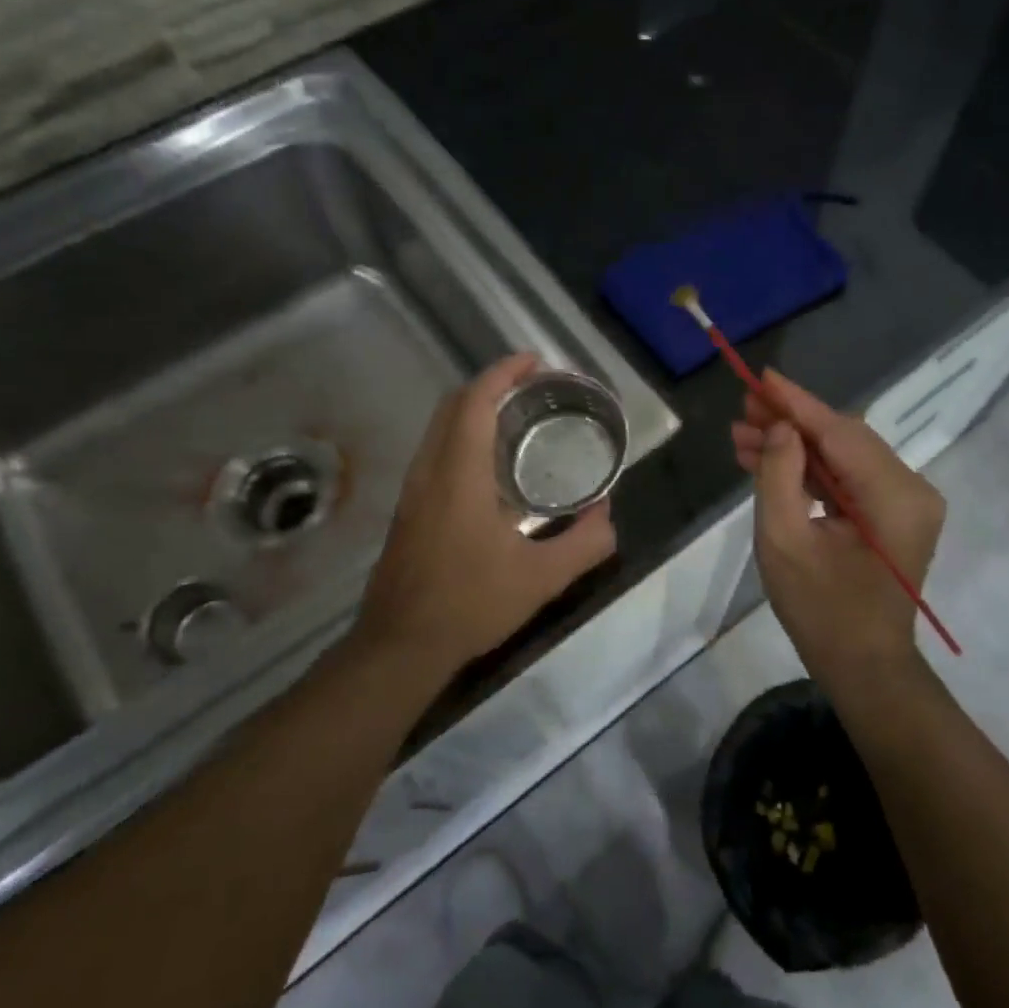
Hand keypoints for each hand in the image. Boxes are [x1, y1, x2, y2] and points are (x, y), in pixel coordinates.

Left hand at [354, 354, 616, 679]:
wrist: (400, 646)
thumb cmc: (470, 605)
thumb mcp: (541, 579)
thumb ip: (584, 543)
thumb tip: (608, 515)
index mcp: (458, 476)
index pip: (474, 402)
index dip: (503, 373)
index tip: (534, 361)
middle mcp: (429, 472)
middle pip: (452, 405)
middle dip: (490, 385)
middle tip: (532, 387)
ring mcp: (413, 491)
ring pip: (439, 429)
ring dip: (474, 411)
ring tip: (517, 420)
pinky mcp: (408, 510)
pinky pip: (436, 452)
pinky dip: (463, 437)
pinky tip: (492, 469)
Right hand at [731, 370, 944, 676]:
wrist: (863, 667)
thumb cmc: (821, 611)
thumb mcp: (784, 542)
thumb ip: (779, 477)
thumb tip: (782, 428)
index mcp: (895, 496)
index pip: (840, 432)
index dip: (797, 403)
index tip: (760, 377)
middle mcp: (911, 489)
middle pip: (844, 438)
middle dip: (791, 423)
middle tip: (742, 412)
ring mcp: (905, 502)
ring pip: (843, 456)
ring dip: (795, 447)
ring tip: (743, 438)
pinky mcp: (893, 515)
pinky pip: (847, 479)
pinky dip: (810, 470)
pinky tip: (768, 462)